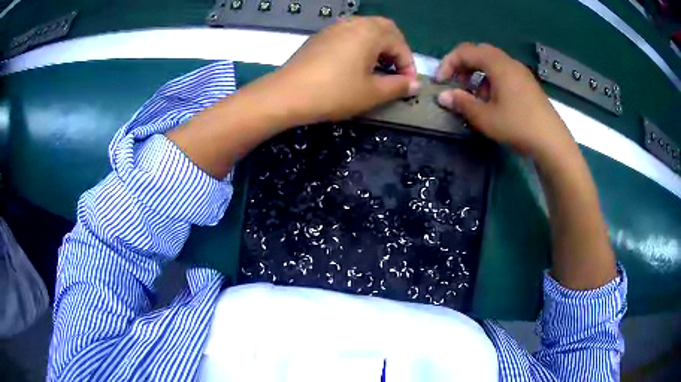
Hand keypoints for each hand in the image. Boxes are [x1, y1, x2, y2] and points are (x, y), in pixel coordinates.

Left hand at [261, 16, 420, 124]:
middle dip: (395, 50)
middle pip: (384, 29)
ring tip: (377, 70)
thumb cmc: (334, 92)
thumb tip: (415, 84)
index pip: (399, 43)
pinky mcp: (320, 37)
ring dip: (377, 47)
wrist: (286, 95)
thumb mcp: (372, 93)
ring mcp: (333, 28)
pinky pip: (348, 36)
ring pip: (365, 31)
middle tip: (395, 72)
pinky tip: (354, 66)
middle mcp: (353, 23)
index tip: (408, 84)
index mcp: (370, 32)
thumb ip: (398, 86)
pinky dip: (359, 47)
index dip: (408, 64)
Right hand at [436, 43, 573, 158]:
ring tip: (475, 98)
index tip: (440, 82)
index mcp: (498, 65)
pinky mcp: (528, 85)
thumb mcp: (485, 118)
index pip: (465, 51)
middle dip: (464, 66)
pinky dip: (492, 81)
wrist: (552, 142)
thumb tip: (442, 96)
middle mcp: (510, 63)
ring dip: (478, 75)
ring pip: (493, 64)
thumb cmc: (518, 126)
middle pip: (480, 53)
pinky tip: (494, 102)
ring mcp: (521, 73)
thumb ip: (462, 103)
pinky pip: (504, 74)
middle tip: (457, 85)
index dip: (449, 63)